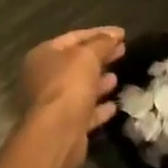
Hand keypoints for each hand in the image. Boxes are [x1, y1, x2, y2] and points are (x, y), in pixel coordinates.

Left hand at [20, 26, 125, 167]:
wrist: (57, 133)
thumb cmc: (69, 84)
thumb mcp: (88, 56)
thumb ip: (102, 43)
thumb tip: (114, 35)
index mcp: (44, 55)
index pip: (74, 37)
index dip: (100, 33)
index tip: (122, 34)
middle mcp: (44, 77)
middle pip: (77, 62)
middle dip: (101, 56)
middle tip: (123, 51)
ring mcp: (53, 103)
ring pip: (80, 87)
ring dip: (99, 82)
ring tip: (117, 77)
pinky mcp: (64, 125)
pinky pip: (84, 111)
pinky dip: (98, 108)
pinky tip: (114, 106)